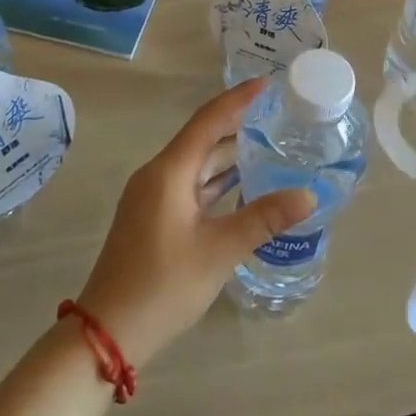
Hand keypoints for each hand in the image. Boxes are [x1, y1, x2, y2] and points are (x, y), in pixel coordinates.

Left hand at [76, 79, 315, 366]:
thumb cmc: (163, 285)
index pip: (209, 120)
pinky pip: (191, 185)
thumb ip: (264, 218)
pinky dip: (216, 180)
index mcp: (169, 171)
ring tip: (269, 144)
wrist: (107, 333)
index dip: (239, 99)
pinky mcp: (154, 218)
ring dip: (229, 154)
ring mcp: (153, 197)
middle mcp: (159, 174)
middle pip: (202, 138)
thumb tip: (308, 195)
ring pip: (196, 164)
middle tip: (277, 114)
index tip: (268, 82)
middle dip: (238, 124)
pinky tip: (242, 184)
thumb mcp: (219, 251)